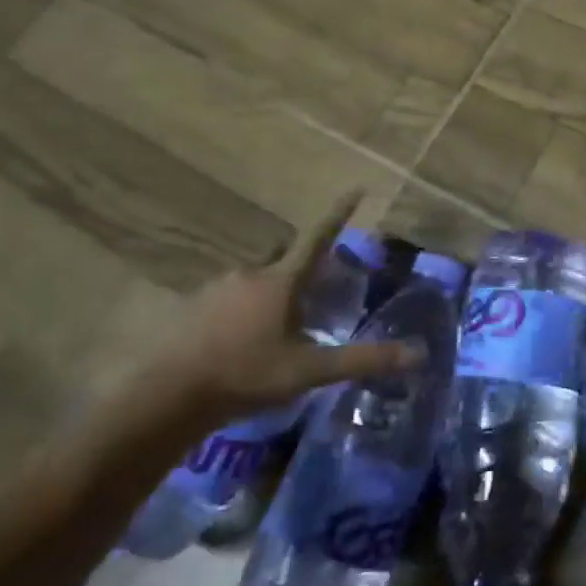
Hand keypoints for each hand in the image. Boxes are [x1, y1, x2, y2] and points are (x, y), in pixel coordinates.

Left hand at [152, 190, 421, 426]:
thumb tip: (418, 354)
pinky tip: (237, 342)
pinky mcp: (190, 308)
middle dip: (299, 266)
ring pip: (252, 279)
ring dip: (267, 293)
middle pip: (283, 257)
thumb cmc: (246, 375)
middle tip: (312, 292)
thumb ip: (362, 360)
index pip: (319, 237)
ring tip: (274, 328)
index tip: (357, 188)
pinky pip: (225, 298)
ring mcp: (215, 289)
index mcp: (282, 281)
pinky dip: (238, 311)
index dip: (340, 213)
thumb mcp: (310, 371)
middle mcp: (250, 274)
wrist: (166, 397)